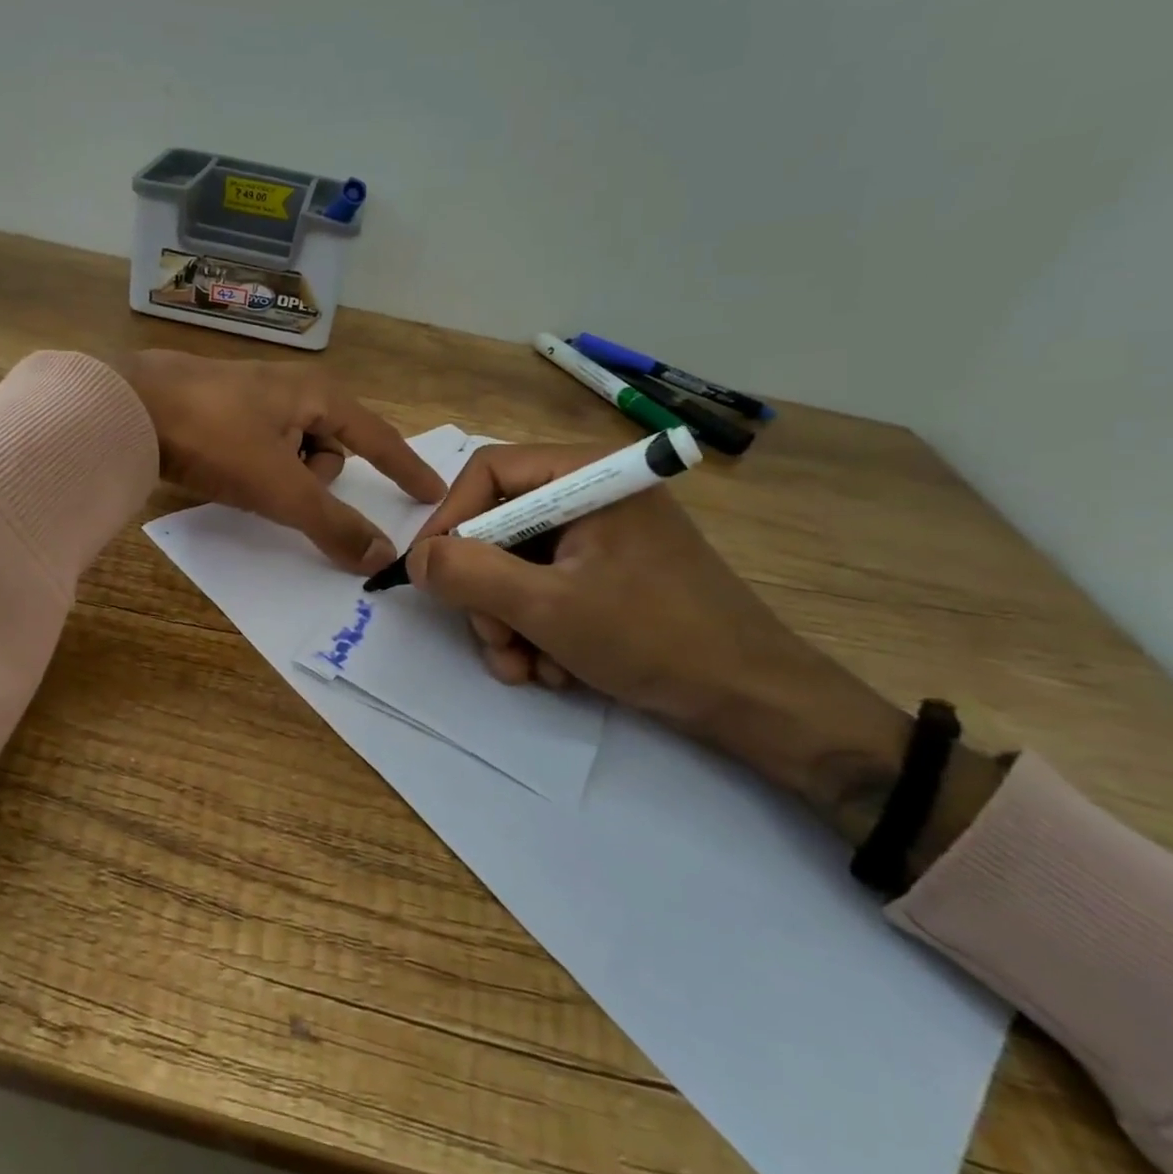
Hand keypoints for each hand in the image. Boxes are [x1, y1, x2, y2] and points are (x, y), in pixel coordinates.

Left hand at [118, 350, 445, 573]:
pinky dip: (255, 469)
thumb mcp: (281, 486)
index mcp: (319, 395)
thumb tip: (380, 557)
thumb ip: (332, 523)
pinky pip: (261, 450)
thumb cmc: (217, 437)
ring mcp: (254, 397)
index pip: (379, 437)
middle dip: (313, 479)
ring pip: (293, 454)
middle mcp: (293, 389)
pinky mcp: (222, 411)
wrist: (128, 407)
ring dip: (280, 478)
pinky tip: (223, 471)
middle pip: (331, 451)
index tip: (432, 492)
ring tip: (242, 478)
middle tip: (279, 488)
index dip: (405, 467)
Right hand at [406, 443, 948, 849]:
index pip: (489, 472)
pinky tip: (555, 669)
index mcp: (587, 475)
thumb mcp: (547, 606)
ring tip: (527, 670)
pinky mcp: (610, 574)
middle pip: (500, 526)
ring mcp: (603, 537)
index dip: (448, 519)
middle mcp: (592, 496)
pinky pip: (547, 589)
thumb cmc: (654, 637)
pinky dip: (538, 630)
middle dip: (487, 593)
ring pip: (517, 566)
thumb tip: (416, 558)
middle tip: (495, 642)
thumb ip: (470, 574)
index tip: (427, 573)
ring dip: (509, 622)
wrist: (756, 701)